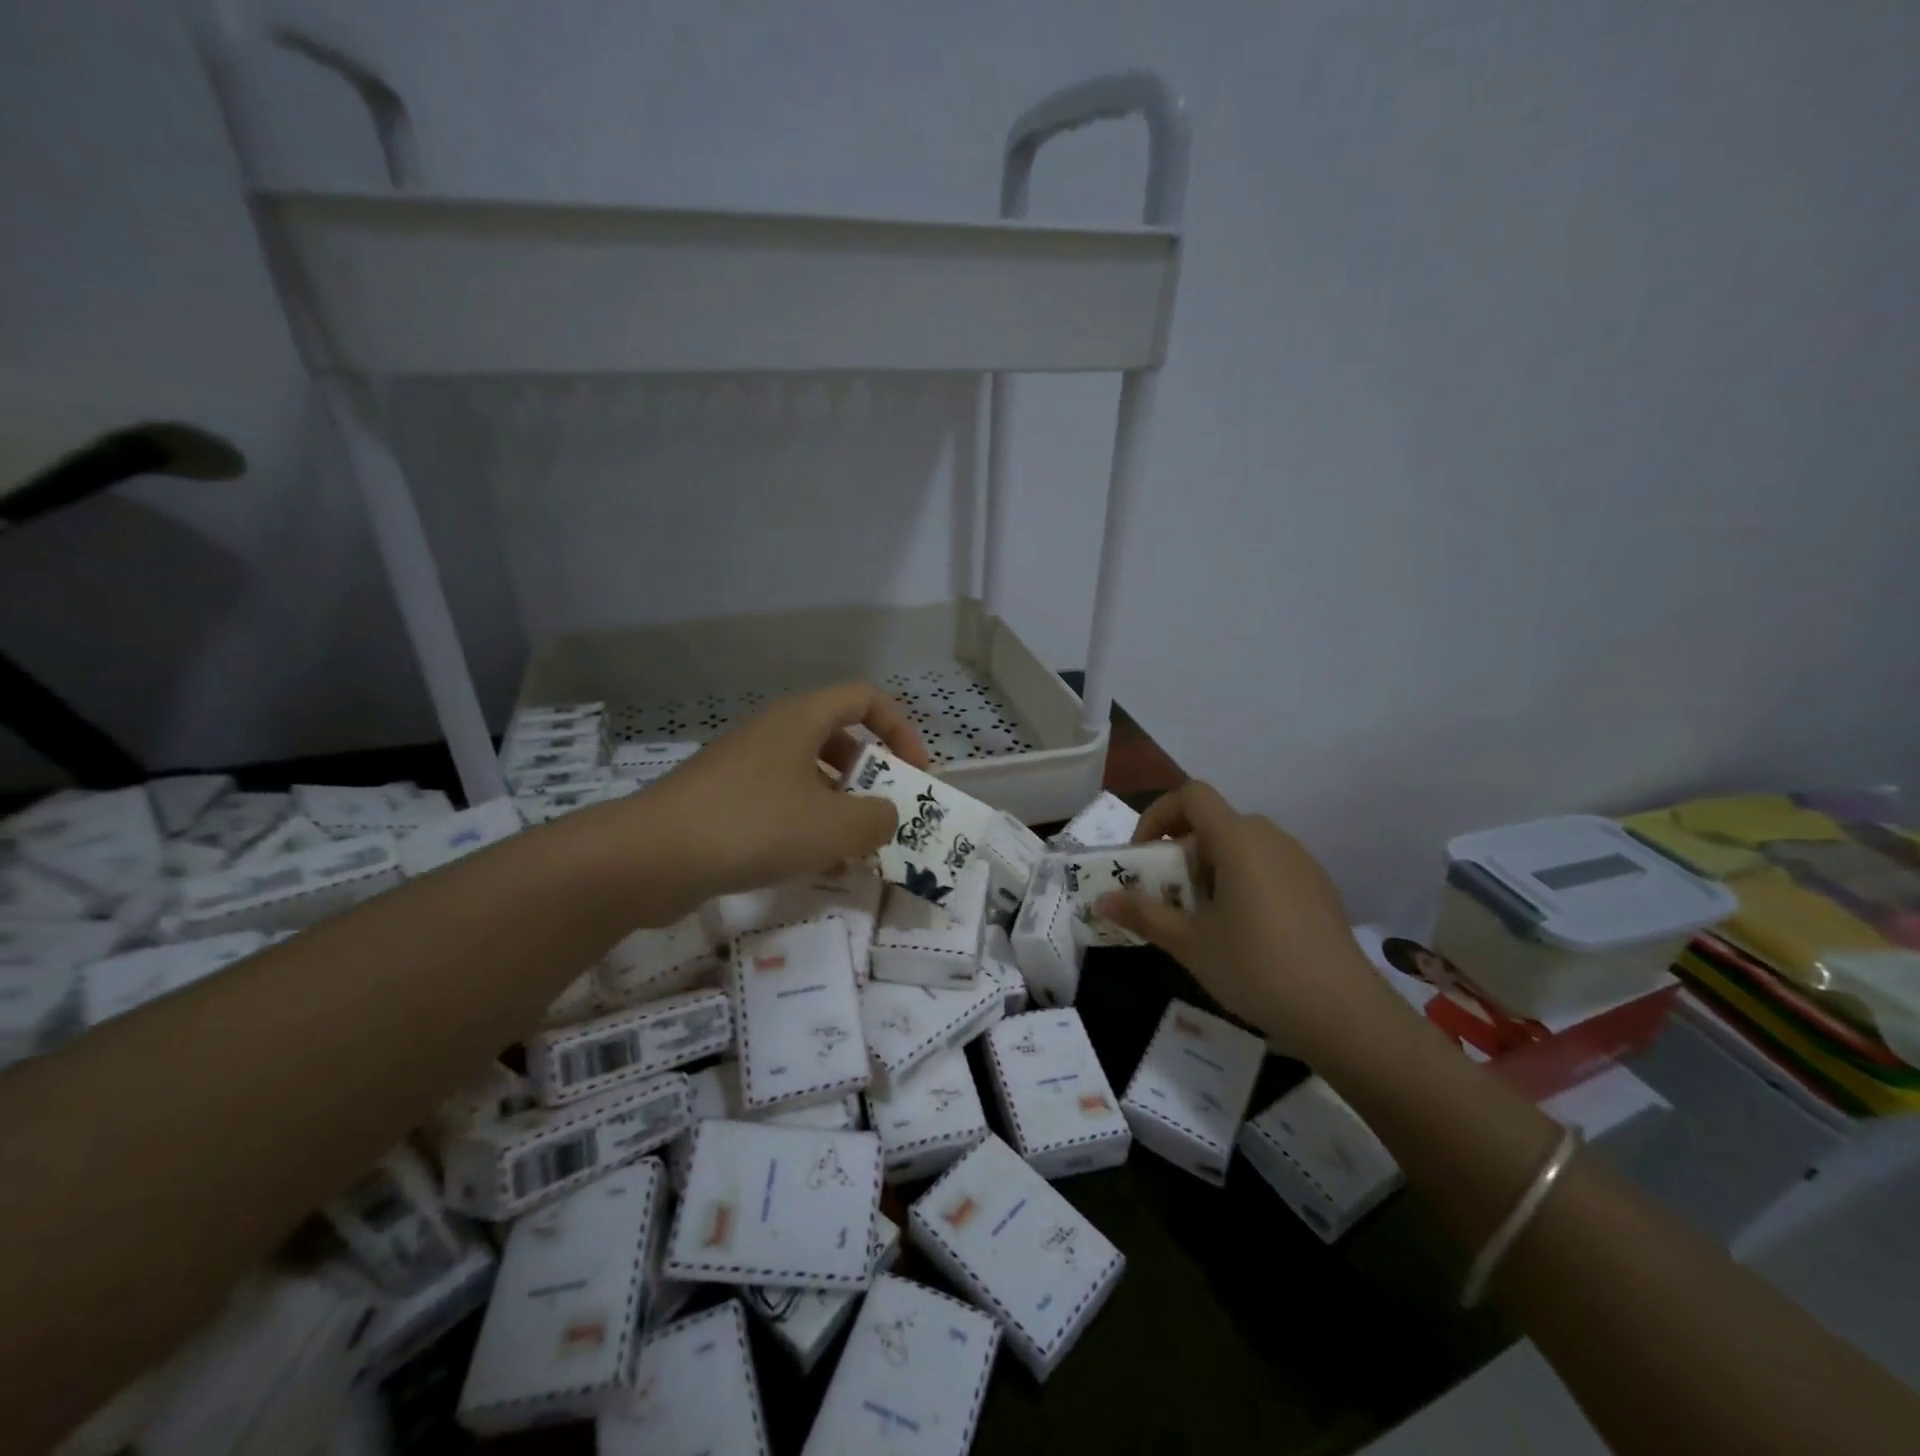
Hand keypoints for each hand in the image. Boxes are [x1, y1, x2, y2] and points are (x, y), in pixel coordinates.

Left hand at [637, 682, 929, 905]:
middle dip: (870, 771)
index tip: (914, 773)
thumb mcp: (834, 827)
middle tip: (884, 811)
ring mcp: (744, 764)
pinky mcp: (723, 798)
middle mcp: (773, 732)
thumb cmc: (754, 826)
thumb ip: (877, 819)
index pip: (866, 698)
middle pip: (838, 734)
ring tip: (852, 844)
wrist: (651, 856)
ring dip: (839, 801)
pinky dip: (805, 820)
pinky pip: (780, 798)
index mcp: (801, 719)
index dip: (900, 729)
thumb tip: (884, 816)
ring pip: (808, 771)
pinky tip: (808, 860)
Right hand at [1097, 781, 1407, 1061]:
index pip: (1191, 795)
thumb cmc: (1255, 966)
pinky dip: (1244, 881)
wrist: (1342, 1011)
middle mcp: (1271, 838)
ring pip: (1243, 846)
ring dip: (1212, 868)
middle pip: (1215, 823)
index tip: (1144, 855)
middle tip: (1169, 895)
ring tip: (1203, 917)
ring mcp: (1300, 862)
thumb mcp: (1189, 942)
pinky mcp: (1319, 887)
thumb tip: (1101, 901)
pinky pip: (1269, 867)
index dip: (1159, 814)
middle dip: (1182, 851)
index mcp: (1237, 839)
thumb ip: (1143, 914)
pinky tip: (1245, 932)